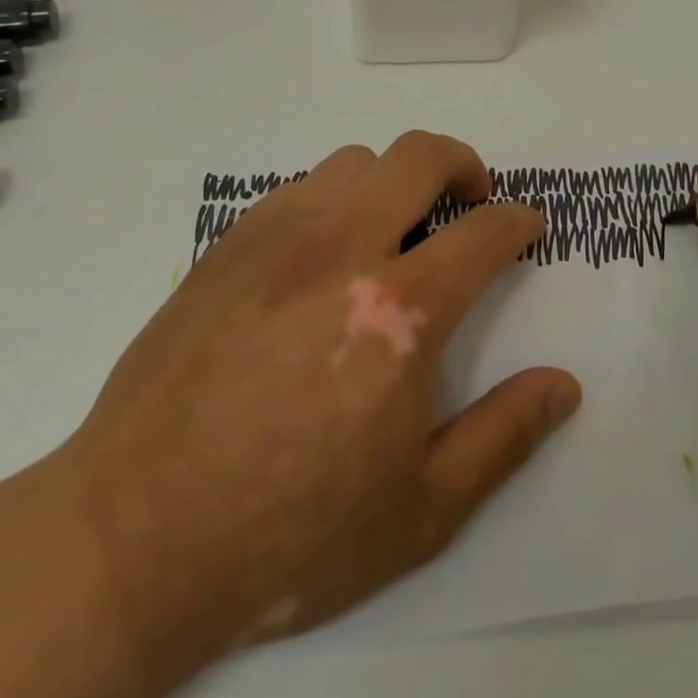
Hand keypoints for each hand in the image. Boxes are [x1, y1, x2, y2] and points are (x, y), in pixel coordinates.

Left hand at [46, 133, 580, 693]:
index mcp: (400, 313)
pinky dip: (332, 199)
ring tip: (393, 231)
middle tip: (472, 200)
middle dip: (463, 165)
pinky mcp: (225, 248)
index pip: (484, 232)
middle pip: (419, 157)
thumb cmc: (290, 534)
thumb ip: (504, 436)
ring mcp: (276, 240)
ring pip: (354, 162)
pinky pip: (297, 188)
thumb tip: (564, 386)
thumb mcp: (421, 511)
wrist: (133, 541)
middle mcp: (341, 251)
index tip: (527, 228)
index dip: (519, 222)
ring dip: (392, 182)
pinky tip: (322, 254)